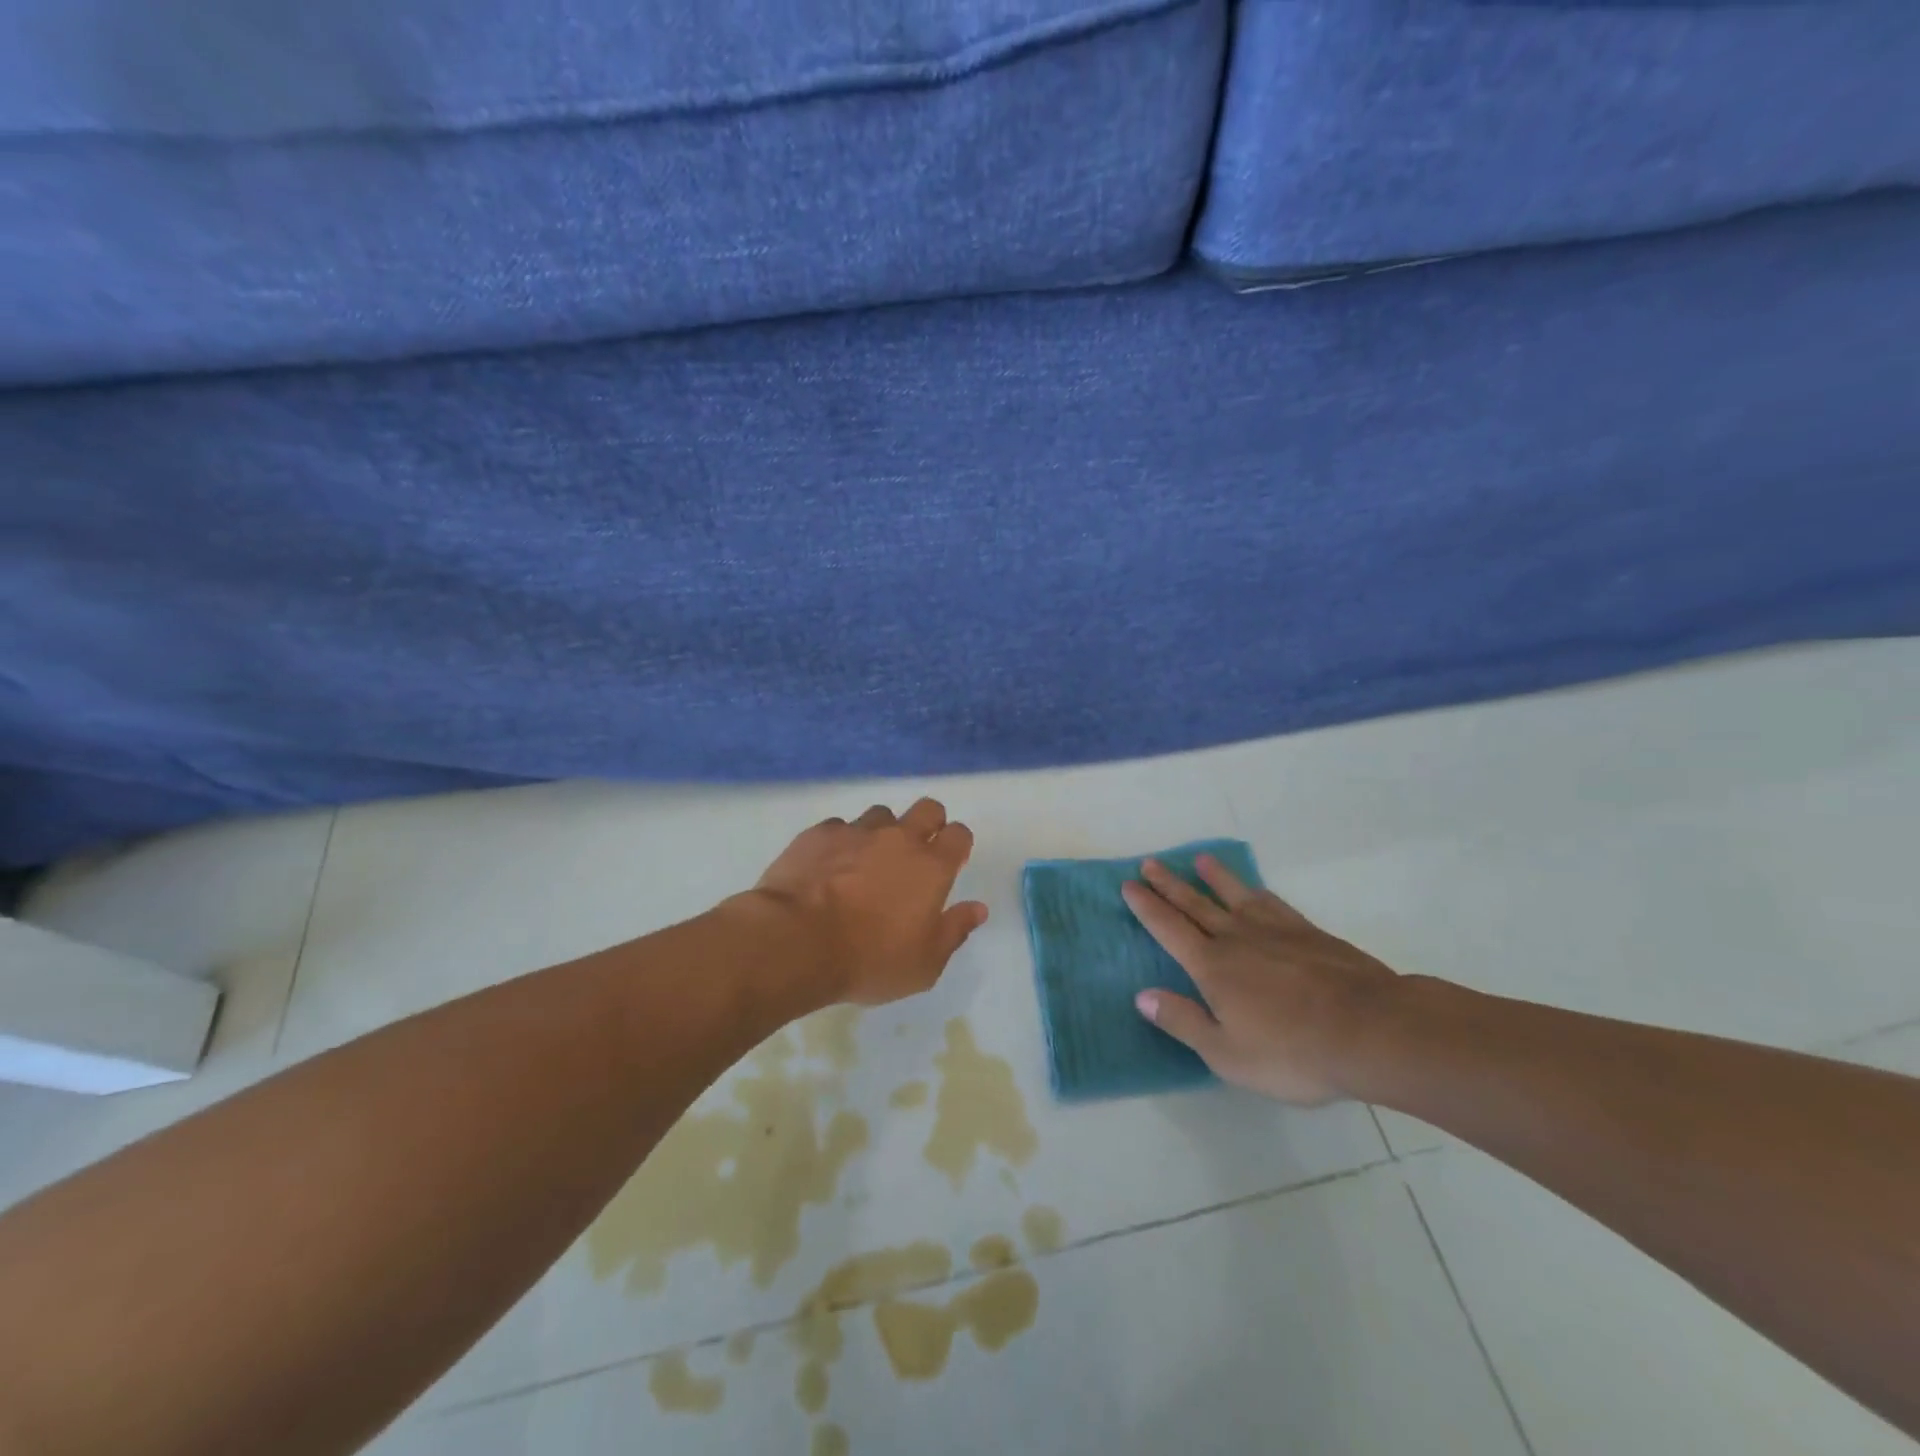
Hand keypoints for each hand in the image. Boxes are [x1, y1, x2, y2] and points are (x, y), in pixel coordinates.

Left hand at [753, 798, 988, 1005]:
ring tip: (867, 862)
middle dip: (929, 823)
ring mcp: (857, 831)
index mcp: (932, 867)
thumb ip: (954, 931)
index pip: (960, 834)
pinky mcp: (819, 833)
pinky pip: (840, 827)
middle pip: (928, 808)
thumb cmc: (868, 959)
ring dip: (882, 832)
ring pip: (881, 815)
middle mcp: (899, 838)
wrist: (796, 941)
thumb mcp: (923, 964)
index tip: (950, 863)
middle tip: (916, 854)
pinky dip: (841, 843)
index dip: (958, 845)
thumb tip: (978, 908)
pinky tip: (829, 867)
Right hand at [1123, 854, 1399, 1104]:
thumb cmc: (1292, 1051)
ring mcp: (1275, 931)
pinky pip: (1273, 903)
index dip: (1147, 907)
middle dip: (1169, 884)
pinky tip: (1255, 890)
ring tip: (1200, 860)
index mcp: (1212, 967)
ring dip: (1214, 878)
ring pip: (1235, 896)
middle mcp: (1237, 939)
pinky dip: (1257, 892)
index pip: (1169, 929)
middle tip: (1149, 862)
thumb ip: (1183, 1021)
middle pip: (1196, 904)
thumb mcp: (1227, 1053)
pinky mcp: (1308, 933)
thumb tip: (1142, 995)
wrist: (1370, 1031)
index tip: (1128, 885)